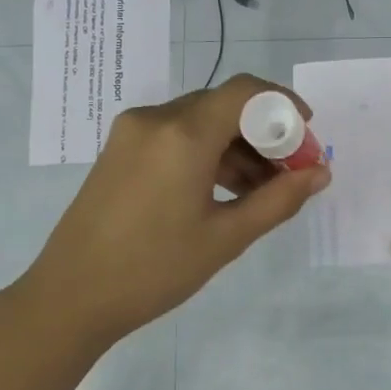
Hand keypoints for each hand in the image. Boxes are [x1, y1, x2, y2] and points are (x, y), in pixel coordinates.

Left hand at [19, 74, 330, 347]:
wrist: (70, 296)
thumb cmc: (154, 270)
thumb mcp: (226, 237)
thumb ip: (279, 200)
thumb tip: (320, 174)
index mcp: (182, 135)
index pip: (245, 92)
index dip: (284, 105)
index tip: (308, 135)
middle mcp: (155, 119)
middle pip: (224, 106)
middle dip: (265, 133)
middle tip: (292, 173)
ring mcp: (132, 133)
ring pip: (200, 122)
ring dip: (237, 147)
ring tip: (263, 192)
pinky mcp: (120, 151)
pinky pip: (175, 137)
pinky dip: (207, 154)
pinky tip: (225, 191)